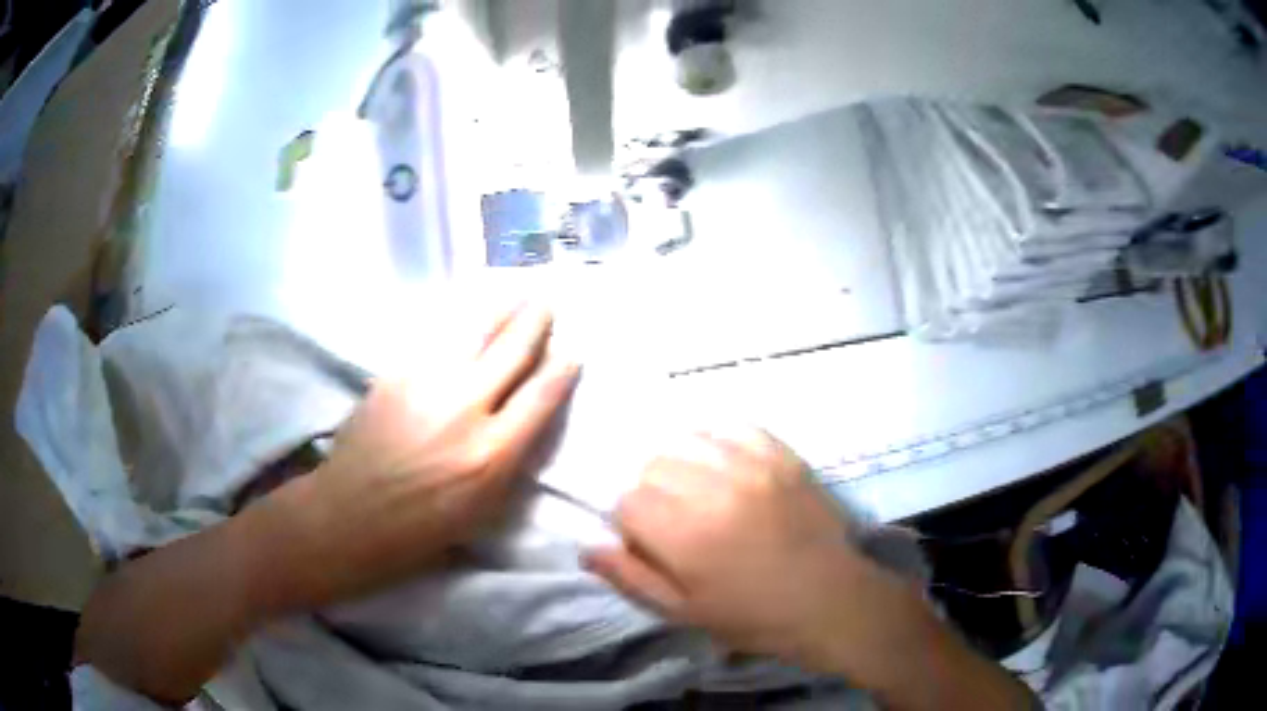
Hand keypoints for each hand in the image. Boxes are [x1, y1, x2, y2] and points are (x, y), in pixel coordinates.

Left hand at [262, 303, 579, 608]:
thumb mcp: (483, 510)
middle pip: (510, 352)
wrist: (352, 513)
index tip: (574, 351)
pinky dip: (458, 326)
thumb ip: (511, 461)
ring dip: (499, 310)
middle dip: (535, 322)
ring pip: (472, 334)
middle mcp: (464, 410)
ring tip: (515, 292)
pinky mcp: (395, 374)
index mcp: (491, 454)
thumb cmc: (422, 527)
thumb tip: (530, 417)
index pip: (539, 398)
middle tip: (548, 300)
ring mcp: (425, 385)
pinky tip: (467, 315)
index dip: (561, 371)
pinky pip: (436, 341)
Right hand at [583, 429, 911, 673]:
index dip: (632, 524)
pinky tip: (727, 466)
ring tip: (700, 489)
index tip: (652, 542)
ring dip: (682, 463)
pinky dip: (720, 442)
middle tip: (677, 518)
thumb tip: (587, 547)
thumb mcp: (684, 613)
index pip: (627, 502)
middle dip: (653, 492)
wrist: (829, 600)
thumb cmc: (753, 617)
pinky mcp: (782, 455)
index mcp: (685, 537)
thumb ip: (631, 578)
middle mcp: (713, 490)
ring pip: (687, 439)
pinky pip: (734, 427)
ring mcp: (752, 466)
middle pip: (652, 465)